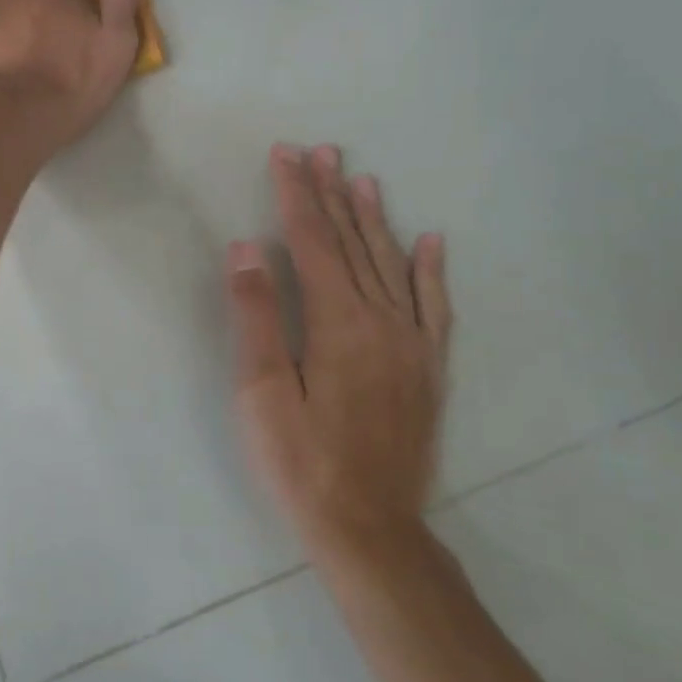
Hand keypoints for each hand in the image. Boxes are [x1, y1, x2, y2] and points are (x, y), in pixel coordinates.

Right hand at [226, 144, 452, 567]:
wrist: (371, 529)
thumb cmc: (302, 462)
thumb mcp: (262, 392)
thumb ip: (257, 315)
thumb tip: (248, 247)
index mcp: (339, 323)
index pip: (313, 243)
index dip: (296, 196)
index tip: (285, 155)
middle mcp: (383, 322)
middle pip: (353, 244)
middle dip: (332, 195)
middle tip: (321, 151)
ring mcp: (413, 345)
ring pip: (393, 266)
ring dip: (375, 220)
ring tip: (362, 179)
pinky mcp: (428, 370)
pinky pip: (434, 307)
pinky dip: (431, 270)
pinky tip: (432, 242)